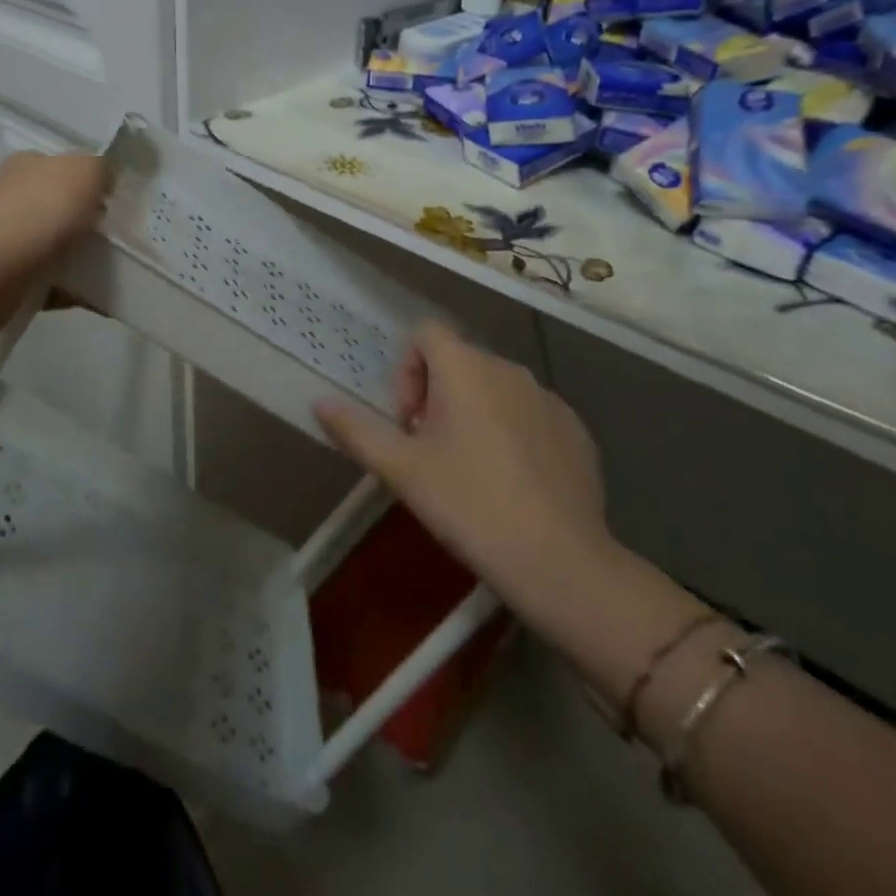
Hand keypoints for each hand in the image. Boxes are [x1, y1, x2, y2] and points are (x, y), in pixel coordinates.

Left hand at [0, 151, 108, 278]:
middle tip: (118, 237)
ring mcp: (5, 236)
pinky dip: (72, 288)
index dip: (93, 182)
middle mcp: (12, 195)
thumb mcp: (85, 171)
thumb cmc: (40, 214)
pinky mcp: (5, 275)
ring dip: (82, 257)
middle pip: (61, 206)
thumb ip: (102, 168)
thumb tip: (105, 181)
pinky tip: (95, 298)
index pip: (65, 166)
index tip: (116, 203)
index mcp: (28, 165)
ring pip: (56, 244)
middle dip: (89, 221)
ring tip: (111, 271)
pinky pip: (50, 280)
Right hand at [313, 322, 616, 620]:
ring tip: (470, 472)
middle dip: (436, 398)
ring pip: (496, 389)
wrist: (558, 561)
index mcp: (465, 367)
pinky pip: (531, 415)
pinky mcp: (576, 430)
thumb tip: (318, 402)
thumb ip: (356, 430)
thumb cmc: (468, 504)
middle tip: (430, 453)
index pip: (425, 334)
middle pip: (459, 362)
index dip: (406, 371)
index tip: (408, 423)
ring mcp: (549, 398)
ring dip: (474, 414)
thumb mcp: (401, 470)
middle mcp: (509, 369)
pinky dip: (513, 434)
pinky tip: (512, 485)